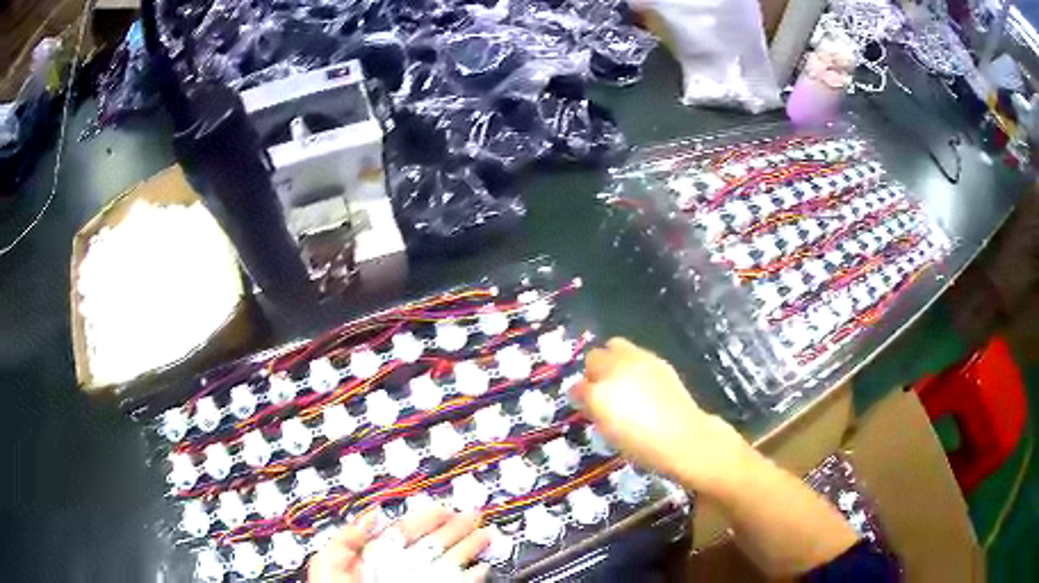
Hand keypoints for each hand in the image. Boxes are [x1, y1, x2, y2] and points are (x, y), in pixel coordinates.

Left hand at [308, 506, 490, 582]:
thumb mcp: (329, 560)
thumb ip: (347, 537)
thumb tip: (371, 513)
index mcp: (374, 556)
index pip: (404, 531)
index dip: (425, 518)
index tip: (444, 507)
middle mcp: (397, 568)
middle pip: (431, 544)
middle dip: (454, 529)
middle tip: (474, 515)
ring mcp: (415, 581)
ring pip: (447, 562)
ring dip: (468, 549)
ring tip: (486, 534)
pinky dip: (471, 577)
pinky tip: (481, 568)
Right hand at [570, 338, 748, 493]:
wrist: (681, 437)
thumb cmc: (641, 444)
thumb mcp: (608, 432)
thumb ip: (594, 409)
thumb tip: (586, 397)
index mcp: (599, 393)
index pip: (577, 386)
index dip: (579, 395)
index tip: (585, 404)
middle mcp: (615, 370)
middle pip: (594, 357)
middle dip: (594, 370)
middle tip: (601, 388)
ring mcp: (639, 361)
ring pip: (615, 346)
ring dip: (612, 360)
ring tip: (621, 379)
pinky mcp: (658, 361)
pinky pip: (636, 353)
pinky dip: (632, 363)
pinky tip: (642, 381)